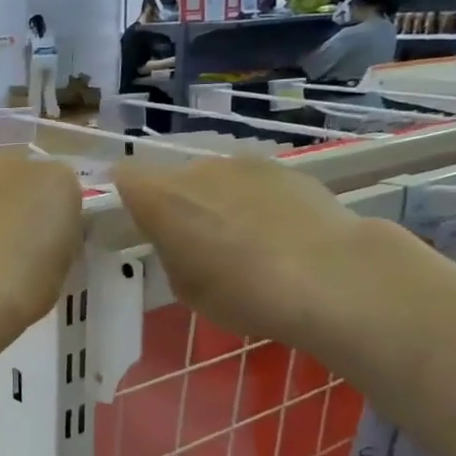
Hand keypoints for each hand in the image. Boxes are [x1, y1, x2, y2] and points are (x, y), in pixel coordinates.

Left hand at [0, 155, 81, 337]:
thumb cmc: (21, 287)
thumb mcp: (58, 271)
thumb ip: (51, 244)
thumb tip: (34, 244)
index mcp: (58, 183)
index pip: (60, 195)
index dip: (49, 224)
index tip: (40, 252)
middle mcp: (15, 164)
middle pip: (18, 183)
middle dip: (11, 208)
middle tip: (2, 250)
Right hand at [112, 156, 364, 346]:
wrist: (332, 277)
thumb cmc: (242, 292)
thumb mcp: (185, 287)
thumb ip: (171, 252)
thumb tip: (180, 239)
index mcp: (158, 197)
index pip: (124, 178)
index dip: (129, 199)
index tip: (140, 225)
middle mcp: (195, 169)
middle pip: (172, 178)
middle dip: (177, 203)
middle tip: (195, 242)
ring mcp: (242, 164)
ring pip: (215, 178)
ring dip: (218, 200)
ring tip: (243, 240)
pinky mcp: (285, 168)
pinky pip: (253, 183)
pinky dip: (256, 202)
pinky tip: (278, 234)